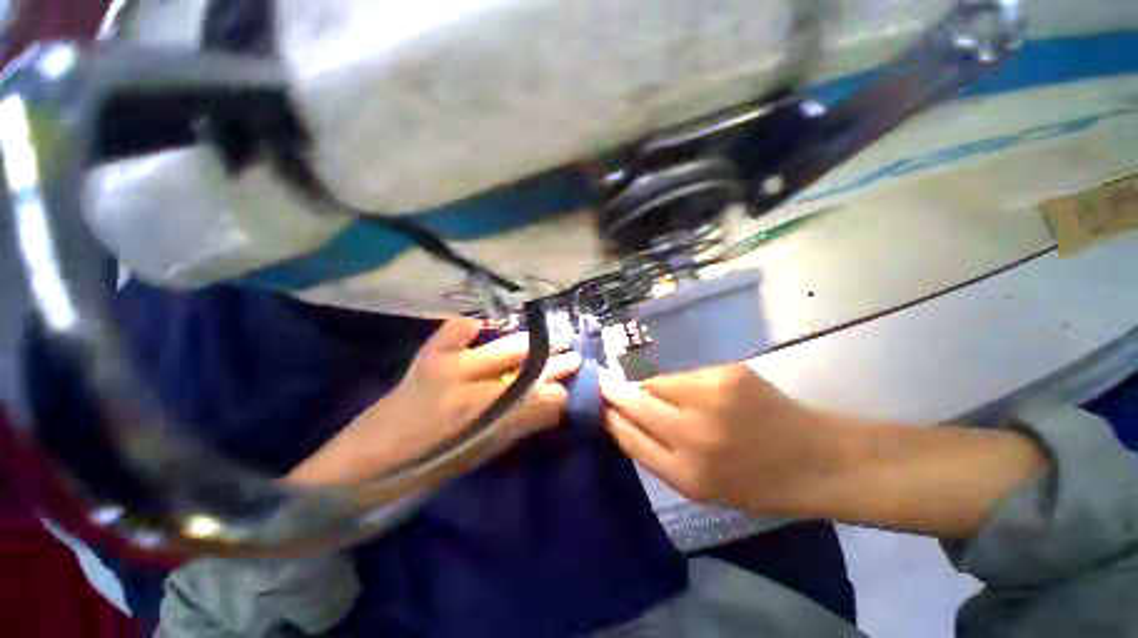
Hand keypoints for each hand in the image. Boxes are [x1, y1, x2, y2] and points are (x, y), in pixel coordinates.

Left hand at [288, 319, 580, 485]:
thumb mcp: (475, 457)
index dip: (558, 396)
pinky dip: (473, 327)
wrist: (357, 467)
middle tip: (573, 356)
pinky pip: (456, 330)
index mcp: (482, 423)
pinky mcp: (426, 357)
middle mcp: (469, 390)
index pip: (536, 402)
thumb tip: (547, 409)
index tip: (571, 392)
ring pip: (501, 349)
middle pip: (525, 370)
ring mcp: (446, 367)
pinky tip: (485, 329)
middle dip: (554, 363)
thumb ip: (514, 429)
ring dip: (529, 344)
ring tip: (547, 338)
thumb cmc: (421, 472)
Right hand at [602, 363, 1047, 538]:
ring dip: (652, 388)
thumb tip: (621, 419)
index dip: (609, 417)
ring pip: (656, 382)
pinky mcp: (726, 373)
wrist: (815, 460)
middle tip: (605, 385)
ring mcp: (710, 397)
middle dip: (615, 392)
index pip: (627, 436)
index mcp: (685, 474)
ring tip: (666, 397)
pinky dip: (679, 383)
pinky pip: (683, 374)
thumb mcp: (698, 487)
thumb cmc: (754, 481)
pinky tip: (697, 393)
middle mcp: (693, 435)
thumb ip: (655, 453)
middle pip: (635, 401)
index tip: (597, 405)